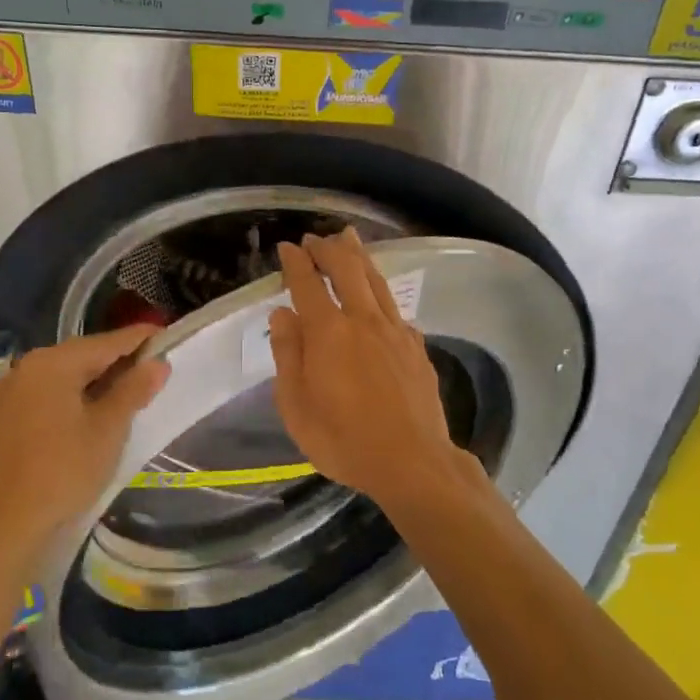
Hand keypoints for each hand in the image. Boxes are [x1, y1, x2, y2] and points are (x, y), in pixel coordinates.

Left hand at [0, 325, 169, 553]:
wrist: (7, 526)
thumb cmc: (66, 471)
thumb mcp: (109, 429)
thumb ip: (133, 389)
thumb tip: (157, 363)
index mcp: (52, 364)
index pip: (105, 343)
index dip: (137, 339)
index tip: (162, 335)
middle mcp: (19, 369)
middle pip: (75, 358)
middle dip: (109, 362)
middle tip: (140, 371)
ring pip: (49, 379)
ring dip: (79, 383)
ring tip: (106, 399)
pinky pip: (27, 401)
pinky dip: (51, 403)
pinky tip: (64, 422)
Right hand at [269, 229, 469, 509]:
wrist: (412, 461)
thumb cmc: (343, 440)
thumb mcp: (296, 407)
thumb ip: (288, 355)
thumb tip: (283, 314)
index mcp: (329, 332)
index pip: (307, 284)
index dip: (295, 262)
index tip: (286, 246)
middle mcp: (363, 320)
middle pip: (347, 269)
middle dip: (328, 248)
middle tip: (315, 238)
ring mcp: (395, 331)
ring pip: (375, 280)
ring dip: (359, 256)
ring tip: (349, 238)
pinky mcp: (416, 346)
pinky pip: (394, 307)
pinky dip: (380, 291)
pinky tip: (378, 296)